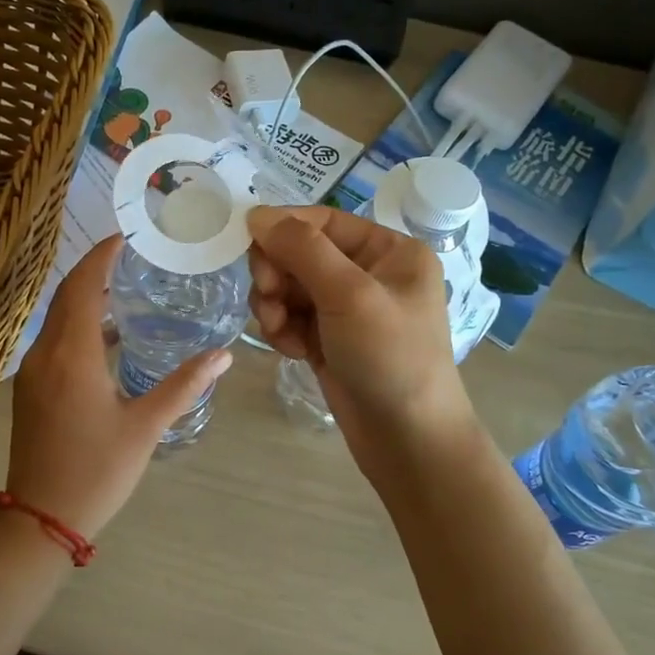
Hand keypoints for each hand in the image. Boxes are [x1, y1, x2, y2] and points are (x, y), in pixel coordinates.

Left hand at [7, 235, 232, 537]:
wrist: (40, 519)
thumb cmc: (96, 471)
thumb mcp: (145, 427)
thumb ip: (183, 386)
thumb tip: (223, 354)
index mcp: (72, 355)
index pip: (84, 286)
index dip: (102, 256)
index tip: (127, 237)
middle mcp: (45, 354)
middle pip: (67, 296)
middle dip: (95, 270)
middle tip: (133, 256)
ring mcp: (32, 373)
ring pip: (57, 318)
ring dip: (86, 298)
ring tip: (126, 290)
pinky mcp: (30, 390)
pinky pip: (54, 341)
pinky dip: (78, 326)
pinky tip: (108, 339)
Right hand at [247, 205, 473, 453]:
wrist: (409, 440)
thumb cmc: (391, 358)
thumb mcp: (350, 295)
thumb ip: (302, 249)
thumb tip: (257, 214)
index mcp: (390, 250)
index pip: (323, 221)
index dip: (283, 228)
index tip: (246, 243)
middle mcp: (370, 273)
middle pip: (301, 253)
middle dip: (278, 274)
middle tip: (268, 298)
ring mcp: (349, 309)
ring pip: (290, 287)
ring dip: (275, 305)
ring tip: (279, 331)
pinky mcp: (330, 340)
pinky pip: (292, 318)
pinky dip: (283, 330)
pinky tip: (291, 352)